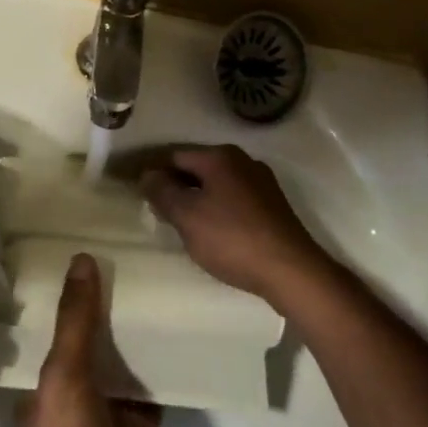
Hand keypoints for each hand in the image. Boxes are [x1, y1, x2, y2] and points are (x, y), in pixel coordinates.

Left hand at [20, 254, 168, 426]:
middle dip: (110, 301)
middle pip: (96, 335)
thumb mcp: (62, 377)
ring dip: (140, 326)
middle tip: (133, 248)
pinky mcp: (148, 422)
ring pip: (128, 354)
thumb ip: (75, 322)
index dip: (69, 289)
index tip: (87, 244)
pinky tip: (186, 324)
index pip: (56, 322)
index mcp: (45, 378)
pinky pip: (158, 380)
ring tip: (161, 272)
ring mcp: (114, 406)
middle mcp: (77, 387)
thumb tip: (81, 259)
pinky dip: (169, 358)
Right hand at [141, 146, 333, 304]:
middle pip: (196, 167)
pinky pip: (232, 199)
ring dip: (195, 198)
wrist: (291, 271)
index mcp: (220, 156)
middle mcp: (242, 161)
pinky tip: (210, 230)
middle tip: (155, 210)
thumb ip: (162, 192)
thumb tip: (147, 175)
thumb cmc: (232, 239)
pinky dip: (215, 208)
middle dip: (174, 185)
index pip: (174, 155)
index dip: (152, 172)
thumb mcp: (187, 216)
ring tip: (179, 222)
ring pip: (215, 184)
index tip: (135, 190)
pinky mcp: (272, 205)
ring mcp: (261, 182)